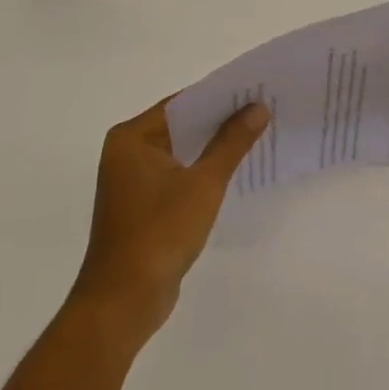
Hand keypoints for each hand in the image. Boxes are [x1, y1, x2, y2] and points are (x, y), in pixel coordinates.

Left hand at [69, 97, 268, 344]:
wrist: (123, 300)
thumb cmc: (160, 233)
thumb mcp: (204, 183)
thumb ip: (231, 142)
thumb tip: (258, 108)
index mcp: (132, 137)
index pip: (182, 103)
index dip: (220, 96)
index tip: (257, 89)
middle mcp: (127, 151)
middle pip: (181, 124)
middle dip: (221, 120)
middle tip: (264, 109)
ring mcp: (132, 179)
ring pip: (181, 150)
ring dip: (213, 146)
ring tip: (257, 134)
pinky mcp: (142, 203)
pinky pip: (177, 173)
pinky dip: (201, 169)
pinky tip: (233, 169)